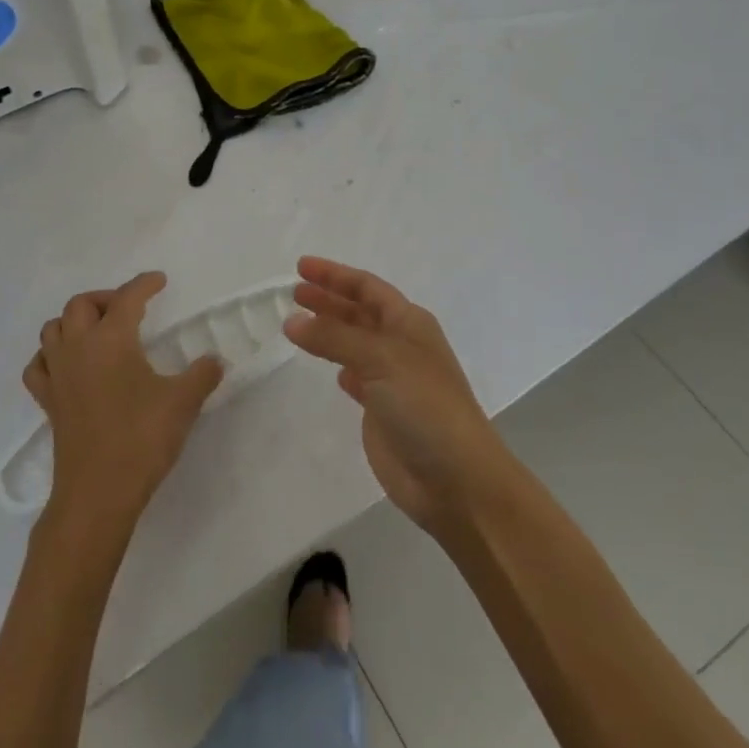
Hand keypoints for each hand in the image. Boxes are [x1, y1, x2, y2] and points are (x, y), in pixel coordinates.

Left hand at [23, 271, 222, 530]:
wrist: (97, 493)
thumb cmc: (141, 439)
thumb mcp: (182, 403)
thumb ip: (202, 375)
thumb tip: (215, 361)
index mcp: (111, 339)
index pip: (127, 298)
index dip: (144, 285)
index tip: (159, 281)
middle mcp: (78, 348)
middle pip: (81, 304)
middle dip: (105, 299)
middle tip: (129, 310)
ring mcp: (58, 375)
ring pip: (53, 329)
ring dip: (74, 321)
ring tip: (98, 332)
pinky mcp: (48, 402)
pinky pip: (38, 365)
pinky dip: (50, 356)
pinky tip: (67, 365)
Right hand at [285, 257, 507, 533]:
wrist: (456, 480)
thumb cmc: (425, 406)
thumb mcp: (381, 359)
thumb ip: (334, 337)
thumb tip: (292, 320)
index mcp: (409, 322)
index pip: (367, 287)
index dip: (335, 274)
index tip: (301, 267)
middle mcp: (401, 344)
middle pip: (358, 311)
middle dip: (328, 299)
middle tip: (293, 293)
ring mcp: (392, 378)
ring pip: (353, 343)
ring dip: (329, 330)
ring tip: (297, 323)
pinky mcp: (382, 411)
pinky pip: (356, 377)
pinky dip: (340, 366)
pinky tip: (329, 368)